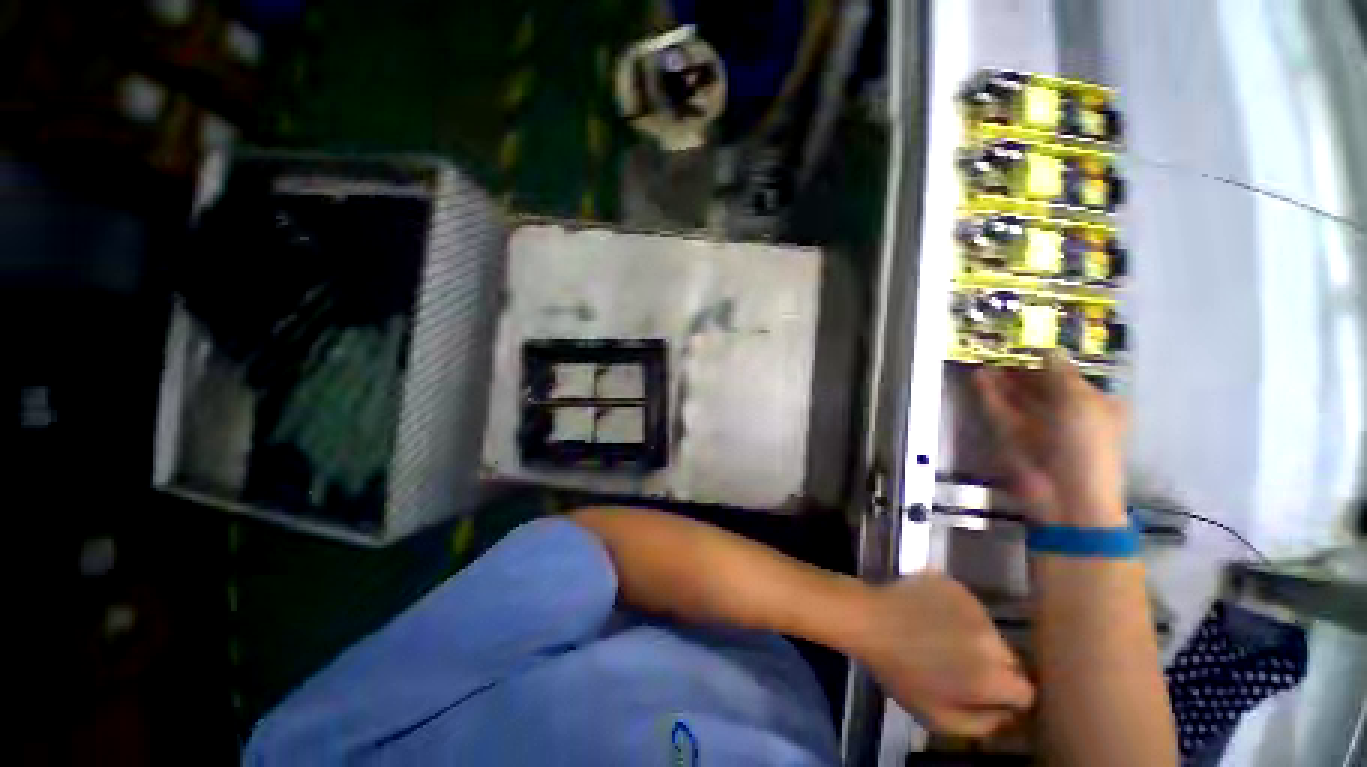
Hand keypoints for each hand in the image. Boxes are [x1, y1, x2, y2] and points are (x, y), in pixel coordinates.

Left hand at [853, 573, 1034, 736]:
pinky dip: (959, 615)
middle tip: (961, 667)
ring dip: (976, 639)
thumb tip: (1008, 716)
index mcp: (991, 676)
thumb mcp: (940, 719)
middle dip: (994, 668)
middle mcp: (992, 637)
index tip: (988, 696)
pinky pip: (970, 607)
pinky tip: (932, 616)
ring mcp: (974, 605)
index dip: (1008, 698)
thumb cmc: (900, 673)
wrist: (868, 619)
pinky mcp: (955, 585)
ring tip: (942, 639)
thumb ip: (984, 725)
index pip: (1025, 692)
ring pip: (990, 631)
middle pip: (1011, 660)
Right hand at [973, 351, 1127, 527]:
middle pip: (1040, 384)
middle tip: (1000, 344)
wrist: (1066, 496)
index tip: (1030, 339)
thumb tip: (1048, 349)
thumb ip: (1062, 373)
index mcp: (1094, 405)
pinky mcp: (1011, 435)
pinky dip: (989, 393)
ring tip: (985, 355)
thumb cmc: (1086, 446)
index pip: (1071, 375)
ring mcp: (1036, 425)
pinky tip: (979, 375)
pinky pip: (999, 408)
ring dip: (1001, 378)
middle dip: (1021, 366)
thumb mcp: (1081, 403)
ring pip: (1016, 395)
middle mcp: (1065, 413)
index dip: (1051, 358)